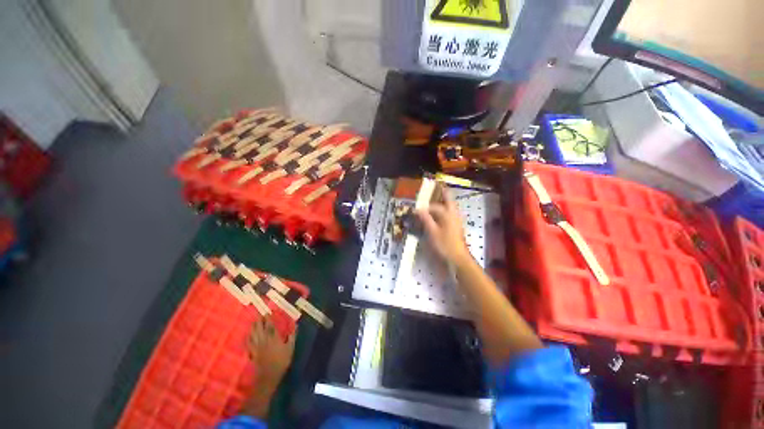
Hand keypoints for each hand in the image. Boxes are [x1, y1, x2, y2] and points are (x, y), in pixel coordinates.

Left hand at [247, 317, 295, 392]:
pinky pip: (249, 343)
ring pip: (253, 334)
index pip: (270, 326)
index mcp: (274, 338)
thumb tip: (296, 324)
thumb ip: (292, 336)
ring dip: (253, 327)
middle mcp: (264, 340)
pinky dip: (248, 338)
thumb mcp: (290, 348)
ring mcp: (257, 346)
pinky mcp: (253, 353)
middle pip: (260, 328)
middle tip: (259, 315)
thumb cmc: (282, 361)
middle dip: (259, 321)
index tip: (267, 313)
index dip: (268, 319)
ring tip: (253, 322)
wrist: (269, 376)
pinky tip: (248, 335)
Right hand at [415, 189, 471, 266]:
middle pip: (449, 200)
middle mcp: (454, 214)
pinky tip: (440, 214)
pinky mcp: (457, 226)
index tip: (416, 210)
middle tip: (438, 187)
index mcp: (448, 214)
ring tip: (438, 198)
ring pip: (451, 207)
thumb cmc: (445, 244)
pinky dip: (446, 210)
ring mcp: (457, 220)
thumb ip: (426, 219)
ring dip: (445, 201)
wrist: (458, 258)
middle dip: (444, 194)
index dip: (425, 207)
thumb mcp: (432, 232)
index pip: (434, 207)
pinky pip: (451, 213)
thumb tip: (418, 210)